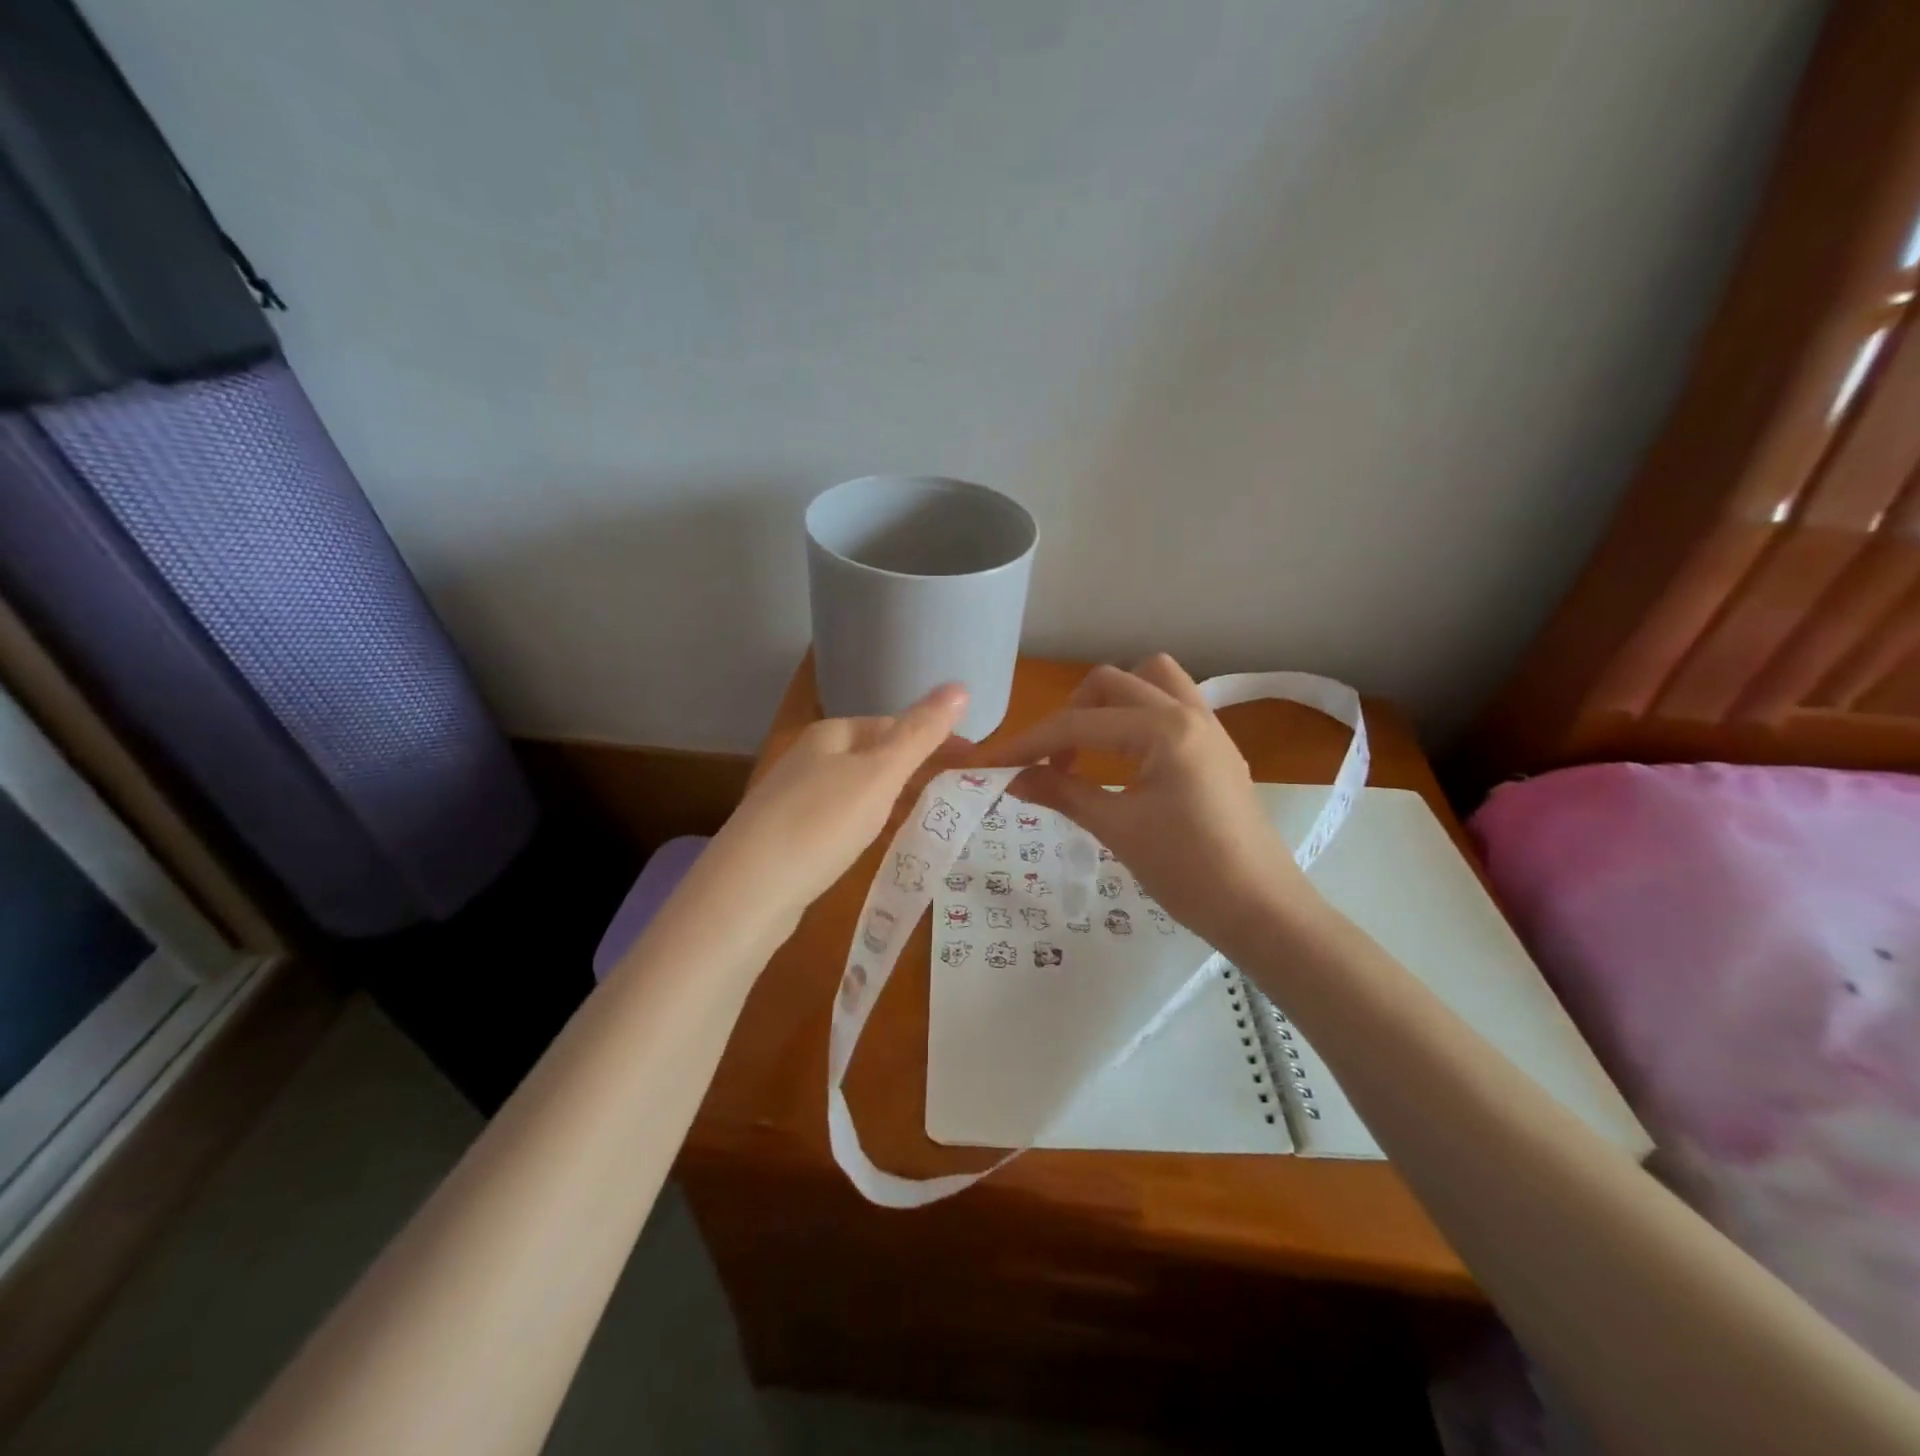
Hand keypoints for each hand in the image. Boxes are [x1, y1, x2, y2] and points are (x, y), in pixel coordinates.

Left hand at [709, 683, 969, 925]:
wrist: (747, 890)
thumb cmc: (821, 823)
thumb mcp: (879, 775)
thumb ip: (920, 733)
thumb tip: (960, 685)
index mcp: (830, 735)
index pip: (891, 723)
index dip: (931, 736)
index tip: (967, 758)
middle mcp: (807, 759)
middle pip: (871, 754)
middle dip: (910, 766)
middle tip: (951, 788)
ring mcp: (791, 798)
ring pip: (854, 787)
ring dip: (888, 795)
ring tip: (921, 815)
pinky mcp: (784, 836)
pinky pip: (837, 818)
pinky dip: (864, 822)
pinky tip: (871, 843)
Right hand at [984, 656, 1317, 948]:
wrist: (1261, 910)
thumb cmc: (1189, 871)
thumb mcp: (1118, 829)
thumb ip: (1062, 792)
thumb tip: (1012, 778)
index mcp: (1164, 728)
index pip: (1078, 724)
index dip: (1028, 743)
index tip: (990, 763)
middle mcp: (1188, 712)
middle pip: (1111, 683)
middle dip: (1068, 715)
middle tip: (1048, 761)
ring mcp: (1209, 727)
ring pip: (1149, 681)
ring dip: (1109, 704)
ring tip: (1087, 748)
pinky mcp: (1217, 749)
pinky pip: (1171, 706)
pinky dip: (1137, 717)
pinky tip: (1123, 759)